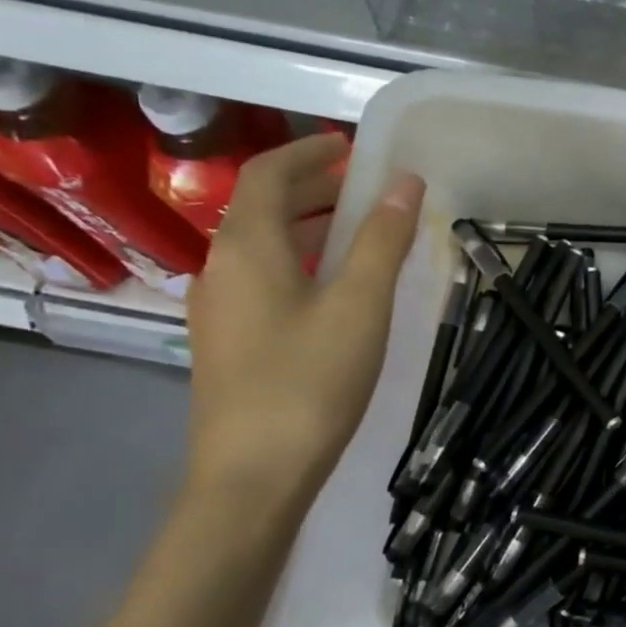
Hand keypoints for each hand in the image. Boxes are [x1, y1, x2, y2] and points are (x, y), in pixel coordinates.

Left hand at [185, 133, 424, 511]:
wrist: (252, 479)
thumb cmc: (309, 382)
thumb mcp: (359, 305)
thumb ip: (382, 240)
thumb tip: (405, 182)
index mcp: (246, 249)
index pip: (268, 174)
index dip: (308, 152)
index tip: (352, 148)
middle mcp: (221, 269)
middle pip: (261, 207)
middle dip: (312, 188)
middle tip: (366, 186)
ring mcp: (220, 310)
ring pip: (262, 247)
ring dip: (307, 226)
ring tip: (360, 230)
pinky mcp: (230, 343)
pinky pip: (263, 279)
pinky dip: (299, 262)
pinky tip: (334, 288)